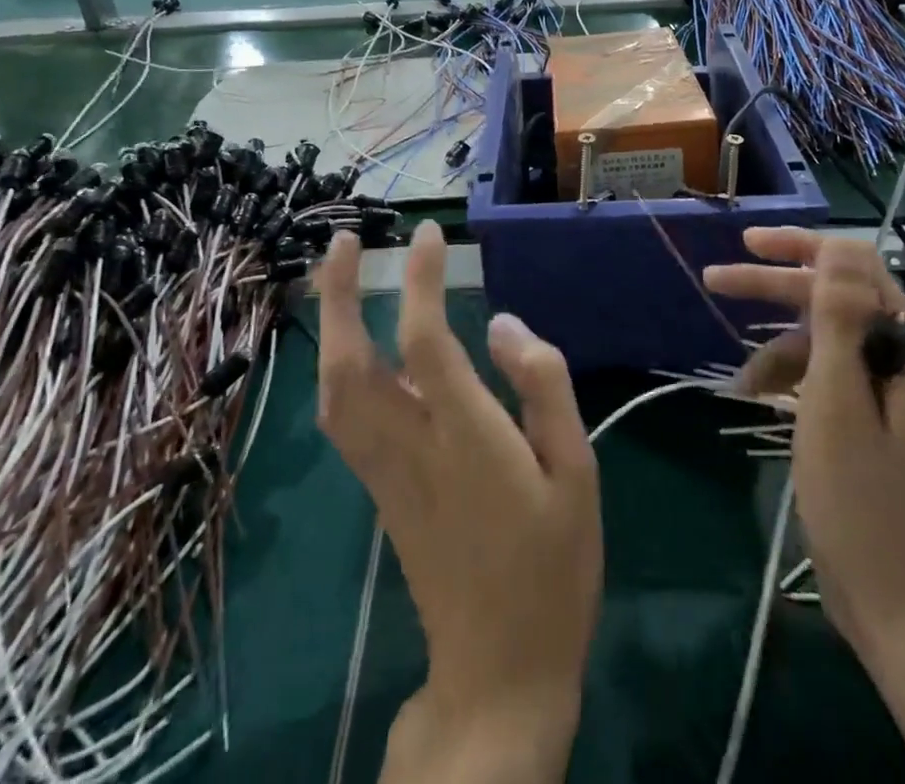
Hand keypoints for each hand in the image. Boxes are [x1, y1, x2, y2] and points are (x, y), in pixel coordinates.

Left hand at [316, 223, 600, 782]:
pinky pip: (342, 417)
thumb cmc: (553, 567)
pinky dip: (336, 365)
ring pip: (333, 391)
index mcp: (465, 437)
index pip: (426, 339)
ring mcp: (386, 471)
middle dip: (339, 295)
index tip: (429, 232)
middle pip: (349, 363)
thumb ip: (543, 388)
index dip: (422, 279)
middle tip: (343, 240)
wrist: (500, 672)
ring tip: (338, 277)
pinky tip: (351, 343)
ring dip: (328, 327)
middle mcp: (411, 446)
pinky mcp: (380, 490)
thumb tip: (503, 323)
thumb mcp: (577, 472)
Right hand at [703, 229, 904, 658]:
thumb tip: (839, 245)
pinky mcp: (886, 426)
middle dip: (777, 290)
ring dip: (782, 348)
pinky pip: (837, 380)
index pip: (856, 269)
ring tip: (741, 382)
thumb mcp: (837, 403)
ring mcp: (901, 398)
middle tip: (717, 280)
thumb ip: (838, 319)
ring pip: (833, 343)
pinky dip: (798, 381)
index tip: (747, 245)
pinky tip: (764, 398)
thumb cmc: (863, 506)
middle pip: (840, 302)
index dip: (800, 249)